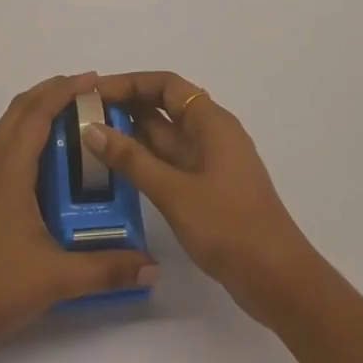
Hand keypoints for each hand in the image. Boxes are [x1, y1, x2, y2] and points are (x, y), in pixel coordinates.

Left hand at [0, 73, 157, 352]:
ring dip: (37, 111)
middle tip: (89, 93)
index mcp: (9, 169)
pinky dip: (27, 133)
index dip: (65, 90)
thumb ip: (107, 269)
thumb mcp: (57, 278)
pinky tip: (48, 160)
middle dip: (53, 92)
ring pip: (8, 126)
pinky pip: (4, 145)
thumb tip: (153, 266)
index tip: (94, 79)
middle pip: (20, 109)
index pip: (37, 112)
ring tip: (72, 117)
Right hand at [83, 72, 320, 326]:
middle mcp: (211, 134)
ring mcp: (211, 162)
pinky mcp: (208, 187)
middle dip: (126, 106)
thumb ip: (131, 160)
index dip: (129, 83)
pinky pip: (170, 161)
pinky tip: (117, 169)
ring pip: (166, 135)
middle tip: (84, 114)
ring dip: (132, 133)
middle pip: (164, 106)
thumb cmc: (229, 226)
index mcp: (211, 122)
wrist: (278, 279)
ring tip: (91, 138)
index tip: (94, 91)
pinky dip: (145, 159)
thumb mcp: (174, 192)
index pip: (165, 84)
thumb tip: (91, 128)